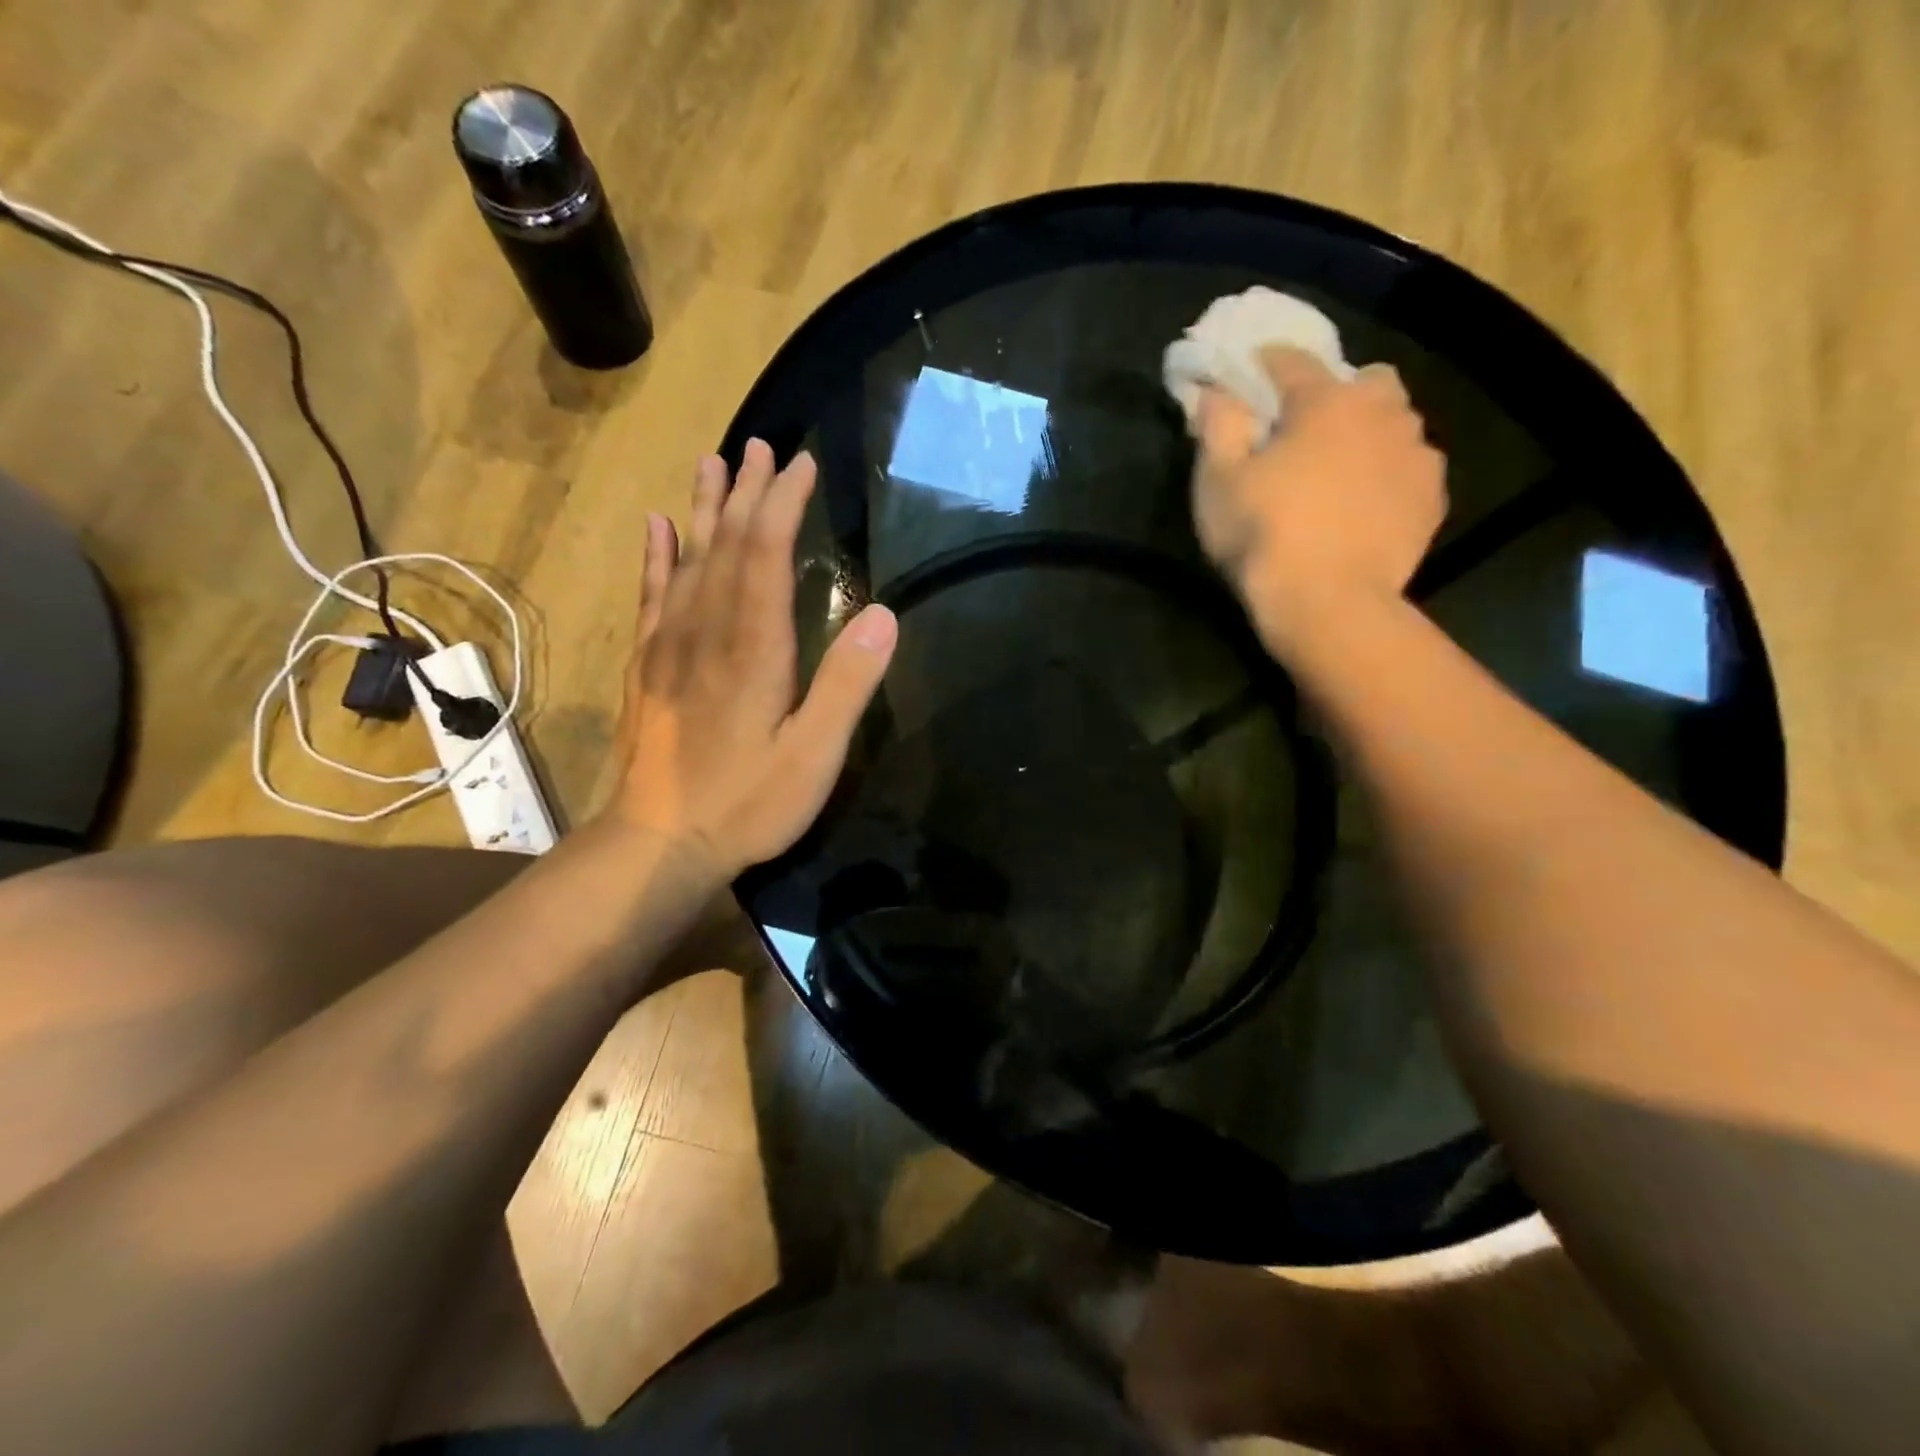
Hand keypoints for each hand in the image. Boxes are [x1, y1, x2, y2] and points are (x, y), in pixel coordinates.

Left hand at [606, 440, 897, 878]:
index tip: (802, 464)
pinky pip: (651, 596)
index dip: (784, 504)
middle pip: (726, 545)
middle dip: (748, 493)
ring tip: (713, 463)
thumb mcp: (814, 755)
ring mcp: (669, 646)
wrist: (659, 843)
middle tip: (762, 446)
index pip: (766, 554)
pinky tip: (658, 527)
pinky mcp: (648, 666)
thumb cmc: (747, 803)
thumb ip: (847, 684)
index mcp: (753, 647)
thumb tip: (885, 614)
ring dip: (705, 509)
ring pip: (688, 560)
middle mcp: (706, 630)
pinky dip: (657, 556)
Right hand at [1192, 347, 1447, 655]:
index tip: (1246, 378)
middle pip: (1364, 382)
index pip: (1292, 360)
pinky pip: (1409, 468)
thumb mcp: (1218, 482)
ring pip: (1394, 423)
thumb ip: (1217, 425)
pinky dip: (1387, 476)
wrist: (1328, 604)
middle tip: (1305, 434)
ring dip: (1367, 434)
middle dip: (1336, 396)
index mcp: (1326, 401)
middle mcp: (1382, 413)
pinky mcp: (1431, 498)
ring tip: (1338, 473)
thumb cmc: (1264, 536)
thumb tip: (1213, 390)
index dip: (1264, 366)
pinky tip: (1364, 506)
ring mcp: (1416, 454)